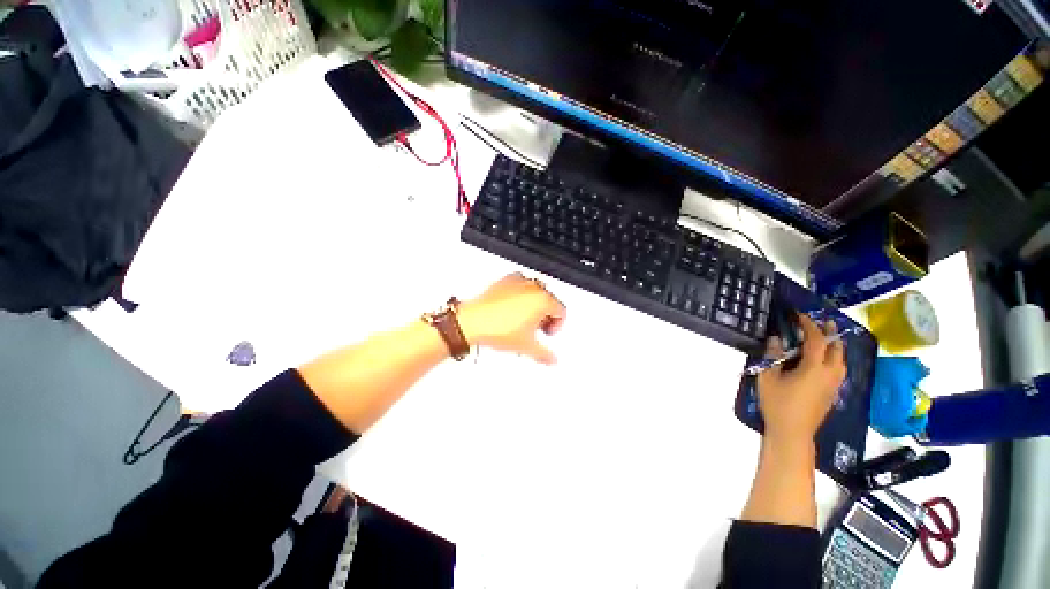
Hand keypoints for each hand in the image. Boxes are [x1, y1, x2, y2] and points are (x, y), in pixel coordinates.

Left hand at [457, 273, 566, 364]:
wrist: (472, 321)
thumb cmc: (497, 328)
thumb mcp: (526, 347)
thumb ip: (544, 354)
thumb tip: (551, 359)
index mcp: (543, 300)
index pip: (561, 311)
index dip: (557, 325)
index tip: (548, 332)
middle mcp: (533, 287)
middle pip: (549, 300)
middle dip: (545, 315)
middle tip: (536, 328)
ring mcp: (518, 282)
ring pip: (535, 292)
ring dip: (534, 304)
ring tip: (523, 320)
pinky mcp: (505, 281)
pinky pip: (520, 286)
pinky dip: (520, 295)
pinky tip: (512, 309)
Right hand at [756, 314, 845, 442]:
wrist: (793, 433)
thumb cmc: (778, 404)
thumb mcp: (767, 378)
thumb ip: (772, 357)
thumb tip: (775, 339)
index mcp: (814, 368)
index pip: (816, 340)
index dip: (809, 325)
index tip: (800, 316)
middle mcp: (830, 374)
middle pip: (836, 348)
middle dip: (829, 333)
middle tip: (820, 322)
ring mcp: (834, 385)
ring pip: (841, 359)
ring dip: (834, 346)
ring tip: (823, 338)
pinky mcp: (833, 393)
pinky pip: (838, 369)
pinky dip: (833, 358)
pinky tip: (822, 360)